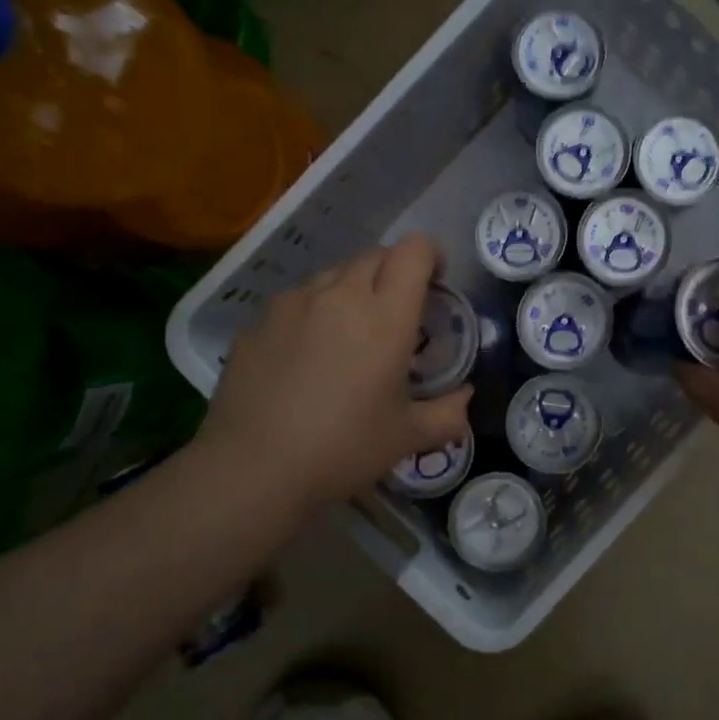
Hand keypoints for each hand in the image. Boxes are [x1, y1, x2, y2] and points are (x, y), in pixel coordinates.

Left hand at [201, 234, 472, 515]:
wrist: (254, 469)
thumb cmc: (344, 448)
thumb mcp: (407, 437)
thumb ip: (447, 413)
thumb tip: (464, 397)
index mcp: (385, 315)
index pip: (414, 250)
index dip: (431, 255)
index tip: (436, 283)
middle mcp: (339, 294)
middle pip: (374, 256)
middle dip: (393, 273)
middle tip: (395, 314)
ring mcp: (292, 303)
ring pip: (332, 275)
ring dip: (350, 291)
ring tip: (347, 335)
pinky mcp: (257, 322)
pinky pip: (295, 302)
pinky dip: (311, 314)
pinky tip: (304, 358)